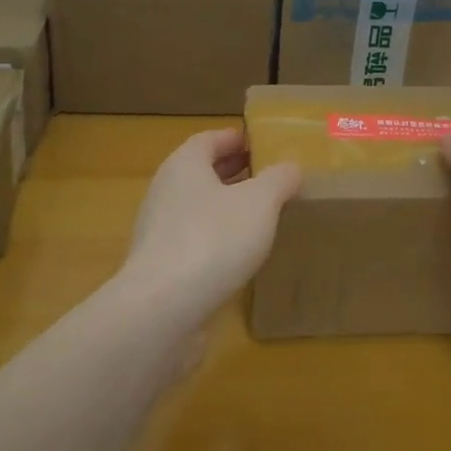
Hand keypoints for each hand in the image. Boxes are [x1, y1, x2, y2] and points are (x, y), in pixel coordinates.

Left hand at [119, 128, 303, 328]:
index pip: (209, 140)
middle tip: (270, 179)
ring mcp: (159, 233)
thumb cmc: (213, 239)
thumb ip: (278, 179)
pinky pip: (195, 243)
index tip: (263, 145)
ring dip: (227, 209)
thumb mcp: (260, 202)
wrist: (162, 311)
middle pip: (202, 173)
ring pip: (198, 210)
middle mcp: (166, 192)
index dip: (235, 139)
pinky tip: (243, 256)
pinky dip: (218, 242)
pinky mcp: (161, 269)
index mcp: (184, 165)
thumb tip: (291, 167)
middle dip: (235, 173)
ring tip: (263, 217)